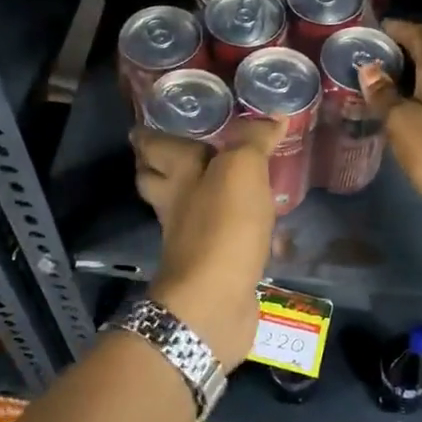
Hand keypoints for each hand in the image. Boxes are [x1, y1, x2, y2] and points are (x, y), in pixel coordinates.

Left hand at [130, 115, 284, 368]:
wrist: (214, 304)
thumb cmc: (221, 227)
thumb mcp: (241, 170)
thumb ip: (253, 141)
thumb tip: (273, 118)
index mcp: (176, 174)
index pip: (152, 146)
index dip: (148, 133)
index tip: (151, 120)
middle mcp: (176, 204)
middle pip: (159, 179)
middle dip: (165, 165)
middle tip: (187, 147)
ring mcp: (191, 238)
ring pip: (189, 208)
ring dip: (203, 195)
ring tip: (232, 179)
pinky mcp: (213, 265)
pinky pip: (221, 238)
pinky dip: (235, 229)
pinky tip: (260, 223)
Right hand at [360, 20, 421, 240]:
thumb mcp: (401, 124)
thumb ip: (383, 95)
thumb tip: (369, 68)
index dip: (400, 27)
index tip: (375, 28)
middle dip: (402, 51)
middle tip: (370, 58)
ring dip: (409, 77)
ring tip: (379, 84)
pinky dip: (419, 97)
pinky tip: (400, 112)